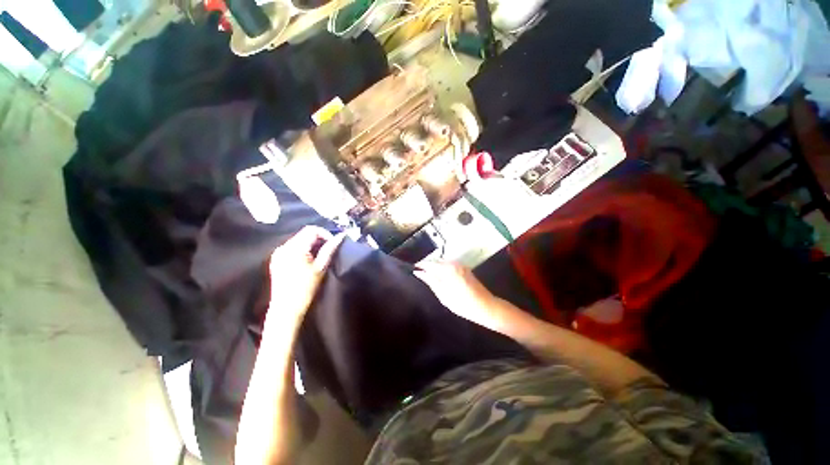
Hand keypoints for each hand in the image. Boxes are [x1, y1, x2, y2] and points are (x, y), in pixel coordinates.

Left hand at [268, 226, 345, 327]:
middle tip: (328, 250)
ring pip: (298, 240)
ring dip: (311, 244)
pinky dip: (302, 249)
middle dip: (318, 239)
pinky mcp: (276, 259)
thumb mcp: (321, 267)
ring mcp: (278, 253)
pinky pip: (292, 247)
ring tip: (319, 255)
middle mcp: (283, 247)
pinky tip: (308, 260)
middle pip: (304, 233)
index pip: (311, 230)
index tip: (333, 244)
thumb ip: (330, 249)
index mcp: (294, 248)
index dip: (325, 234)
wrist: (286, 309)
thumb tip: (341, 236)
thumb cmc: (306, 288)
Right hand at [414, 261, 510, 331]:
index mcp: (448, 269)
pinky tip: (440, 276)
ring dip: (435, 267)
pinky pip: (450, 265)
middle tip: (419, 273)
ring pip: (443, 262)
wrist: (486, 306)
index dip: (420, 265)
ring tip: (427, 275)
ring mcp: (461, 265)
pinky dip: (442, 269)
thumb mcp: (443, 295)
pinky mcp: (465, 268)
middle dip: (427, 265)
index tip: (412, 268)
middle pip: (436, 260)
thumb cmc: (463, 304)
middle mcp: (454, 263)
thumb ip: (431, 281)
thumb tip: (419, 272)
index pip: (429, 263)